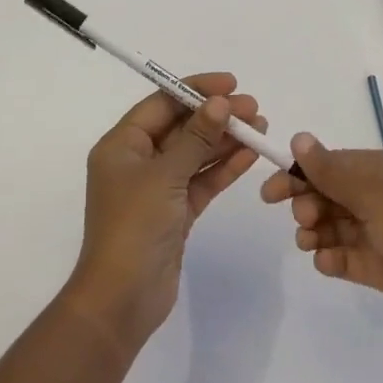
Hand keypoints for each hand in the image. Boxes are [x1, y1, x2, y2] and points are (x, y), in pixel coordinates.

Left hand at [65, 75, 264, 353]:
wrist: (122, 299)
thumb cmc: (134, 226)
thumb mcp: (165, 175)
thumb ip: (196, 138)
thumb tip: (221, 103)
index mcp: (121, 145)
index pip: (161, 104)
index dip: (195, 90)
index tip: (231, 84)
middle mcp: (137, 161)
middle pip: (181, 127)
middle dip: (216, 116)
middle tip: (254, 108)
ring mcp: (157, 188)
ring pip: (195, 154)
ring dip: (225, 140)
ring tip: (261, 126)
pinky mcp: (175, 212)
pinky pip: (201, 180)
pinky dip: (223, 167)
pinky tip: (250, 154)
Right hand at [260, 135, 382, 338]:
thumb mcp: (375, 194)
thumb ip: (331, 170)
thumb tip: (298, 137)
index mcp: (381, 170)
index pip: (329, 164)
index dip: (297, 175)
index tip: (269, 193)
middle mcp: (378, 196)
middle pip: (326, 194)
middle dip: (306, 205)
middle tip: (303, 221)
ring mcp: (380, 232)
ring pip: (331, 225)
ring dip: (314, 232)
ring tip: (311, 244)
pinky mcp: (381, 266)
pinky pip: (344, 256)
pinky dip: (331, 258)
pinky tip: (328, 263)